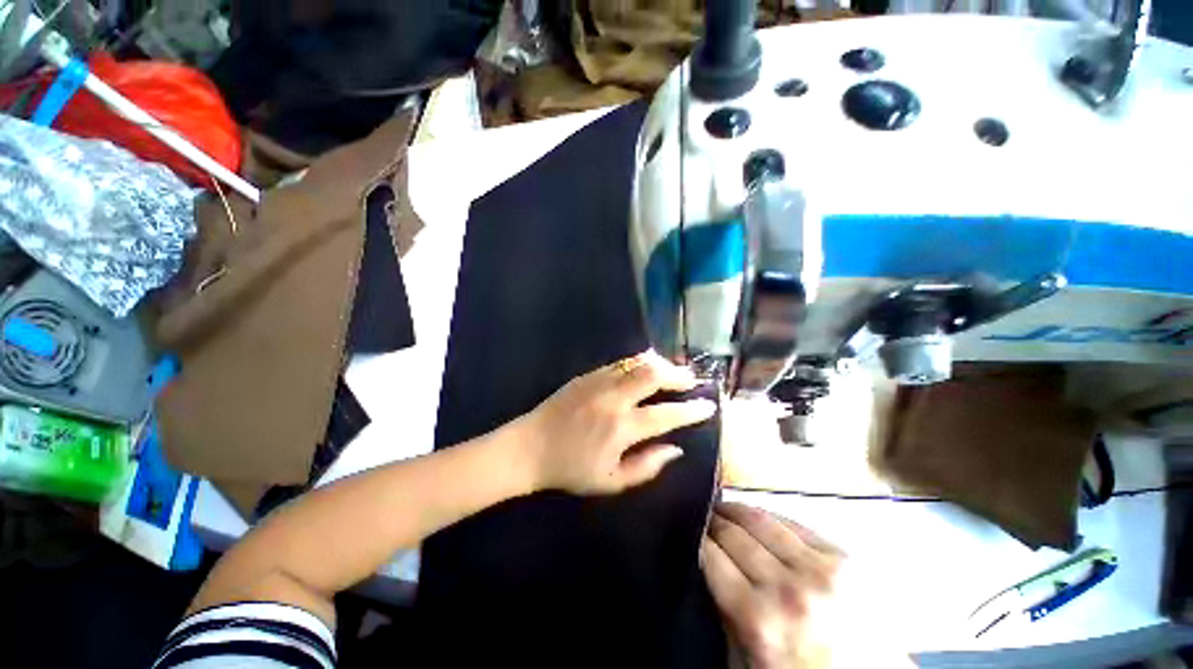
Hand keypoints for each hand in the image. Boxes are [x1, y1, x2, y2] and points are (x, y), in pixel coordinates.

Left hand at [514, 350, 715, 494]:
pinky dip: (638, 363)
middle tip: (691, 380)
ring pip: (637, 362)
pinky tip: (644, 368)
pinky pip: (619, 363)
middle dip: (678, 375)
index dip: (691, 410)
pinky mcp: (587, 375)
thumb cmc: (571, 470)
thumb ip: (646, 467)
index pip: (667, 414)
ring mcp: (599, 382)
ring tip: (672, 371)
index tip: (708, 406)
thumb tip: (675, 448)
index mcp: (622, 428)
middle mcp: (614, 398)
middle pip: (654, 375)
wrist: (530, 447)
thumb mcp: (611, 482)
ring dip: (660, 365)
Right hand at [702, 503, 844, 668]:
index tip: (689, 529)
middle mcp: (788, 588)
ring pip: (761, 518)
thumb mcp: (748, 664)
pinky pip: (795, 522)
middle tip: (703, 513)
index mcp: (759, 620)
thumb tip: (704, 566)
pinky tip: (760, 518)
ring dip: (736, 509)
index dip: (696, 538)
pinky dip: (770, 516)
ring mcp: (822, 569)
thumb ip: (723, 615)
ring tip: (725, 507)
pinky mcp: (846, 559)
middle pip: (734, 533)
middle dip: (713, 520)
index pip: (711, 556)